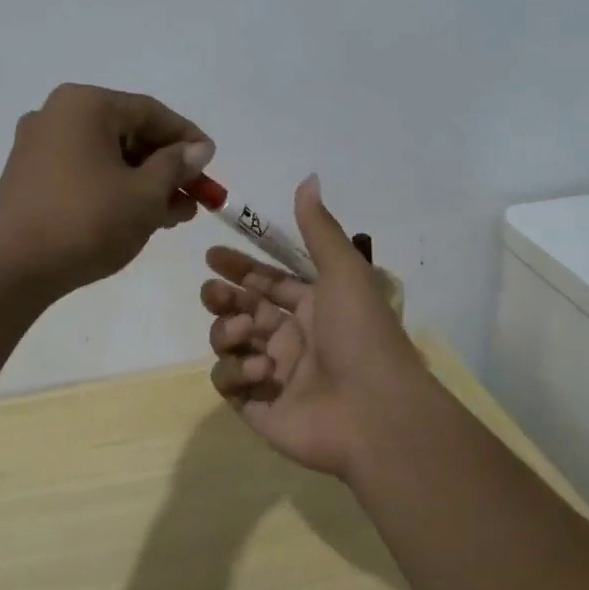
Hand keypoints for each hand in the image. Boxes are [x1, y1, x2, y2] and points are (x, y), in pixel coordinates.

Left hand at [0, 83, 213, 296]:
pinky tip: (138, 217)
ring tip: (174, 214)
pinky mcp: (29, 177)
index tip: (211, 163)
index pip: (150, 112)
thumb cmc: (86, 221)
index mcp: (85, 104)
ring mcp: (38, 146)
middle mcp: (57, 115)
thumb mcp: (144, 194)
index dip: (187, 138)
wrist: (10, 268)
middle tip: (194, 195)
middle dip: (165, 166)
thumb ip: (175, 166)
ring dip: (143, 182)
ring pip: (106, 156)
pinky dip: (114, 190)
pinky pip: (84, 173)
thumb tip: (198, 149)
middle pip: (127, 133)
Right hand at [201, 175, 428, 481]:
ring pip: (229, 344)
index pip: (267, 282)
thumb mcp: (343, 272)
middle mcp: (291, 339)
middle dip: (222, 297)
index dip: (240, 267)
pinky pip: (228, 383)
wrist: (375, 412)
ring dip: (229, 332)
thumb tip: (308, 177)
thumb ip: (318, 228)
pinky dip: (236, 372)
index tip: (212, 254)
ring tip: (247, 332)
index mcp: (313, 308)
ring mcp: (272, 375)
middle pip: (241, 310)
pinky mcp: (258, 408)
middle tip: (214, 291)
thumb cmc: (360, 335)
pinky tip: (262, 371)